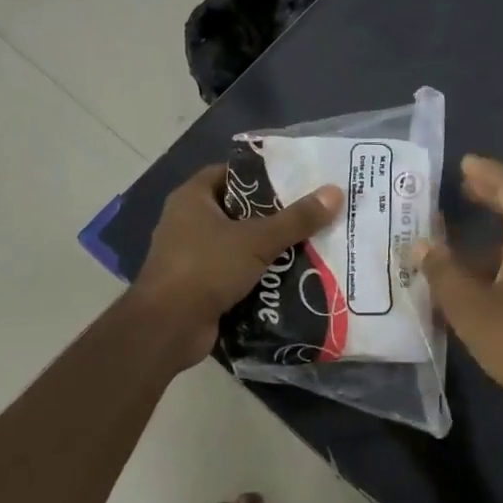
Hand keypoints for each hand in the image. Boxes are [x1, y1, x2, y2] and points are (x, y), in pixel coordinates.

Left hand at [131, 163, 343, 367]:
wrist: (167, 328)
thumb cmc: (205, 268)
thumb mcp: (256, 240)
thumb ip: (296, 219)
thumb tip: (335, 192)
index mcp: (193, 198)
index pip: (231, 174)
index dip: (262, 175)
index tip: (296, 180)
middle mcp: (187, 221)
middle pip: (238, 210)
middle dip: (273, 214)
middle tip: (311, 213)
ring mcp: (191, 255)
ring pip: (238, 244)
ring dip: (268, 247)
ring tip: (309, 244)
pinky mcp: (198, 285)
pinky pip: (234, 272)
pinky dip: (257, 275)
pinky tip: (290, 277)